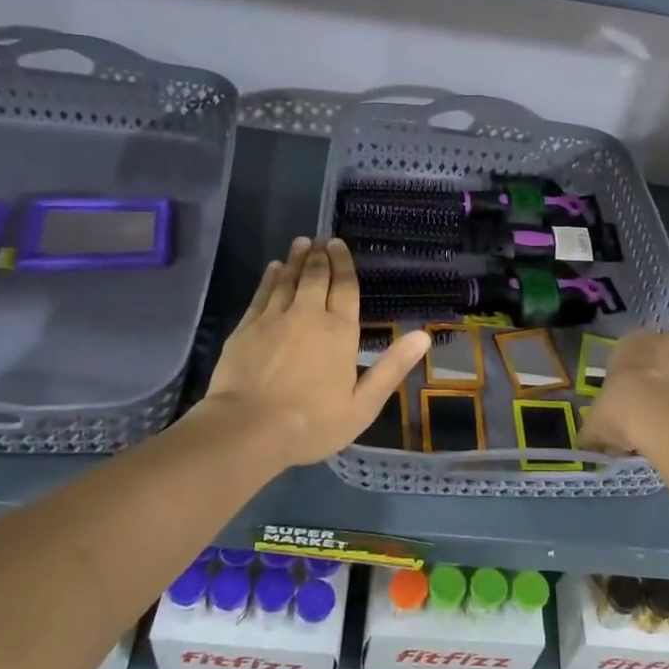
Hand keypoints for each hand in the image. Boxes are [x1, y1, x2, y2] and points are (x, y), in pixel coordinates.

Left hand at [198, 237, 429, 471]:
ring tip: (301, 244)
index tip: (339, 244)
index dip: (343, 264)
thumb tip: (422, 336)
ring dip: (295, 260)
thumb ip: (391, 368)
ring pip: (287, 280)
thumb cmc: (312, 422)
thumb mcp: (363, 404)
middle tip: (321, 240)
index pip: (344, 287)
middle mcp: (308, 314)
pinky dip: (269, 278)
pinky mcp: (246, 327)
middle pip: (315, 277)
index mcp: (340, 331)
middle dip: (320, 256)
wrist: (248, 428)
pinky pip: (262, 294)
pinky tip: (272, 269)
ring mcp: (274, 318)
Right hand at [579, 331, 668, 455]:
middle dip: (659, 384)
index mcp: (633, 343)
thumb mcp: (595, 424)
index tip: (625, 405)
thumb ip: (593, 431)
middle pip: (664, 362)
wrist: (666, 420)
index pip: (628, 355)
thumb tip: (588, 444)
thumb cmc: (622, 409)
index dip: (627, 381)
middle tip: (648, 416)